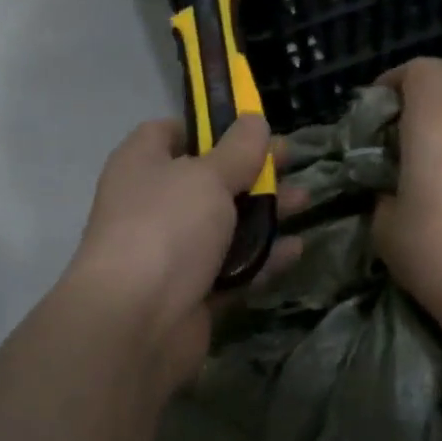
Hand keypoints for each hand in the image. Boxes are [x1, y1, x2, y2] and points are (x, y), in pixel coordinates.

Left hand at [66, 116, 300, 390]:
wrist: (136, 321)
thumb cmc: (167, 227)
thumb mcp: (208, 176)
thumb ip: (238, 149)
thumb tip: (254, 118)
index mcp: (142, 165)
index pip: (170, 133)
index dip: (208, 127)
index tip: (249, 128)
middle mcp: (153, 204)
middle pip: (207, 179)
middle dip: (251, 171)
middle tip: (293, 162)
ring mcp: (171, 251)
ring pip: (224, 225)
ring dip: (264, 214)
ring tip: (305, 201)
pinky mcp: (191, 291)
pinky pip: (232, 268)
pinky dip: (262, 259)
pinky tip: (296, 249)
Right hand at [372, 58, 441, 334]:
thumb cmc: (436, 252)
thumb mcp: (386, 224)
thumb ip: (384, 191)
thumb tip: (391, 188)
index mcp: (436, 120)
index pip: (421, 68)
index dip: (395, 78)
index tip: (379, 103)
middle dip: (432, 82)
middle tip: (408, 115)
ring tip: (437, 148)